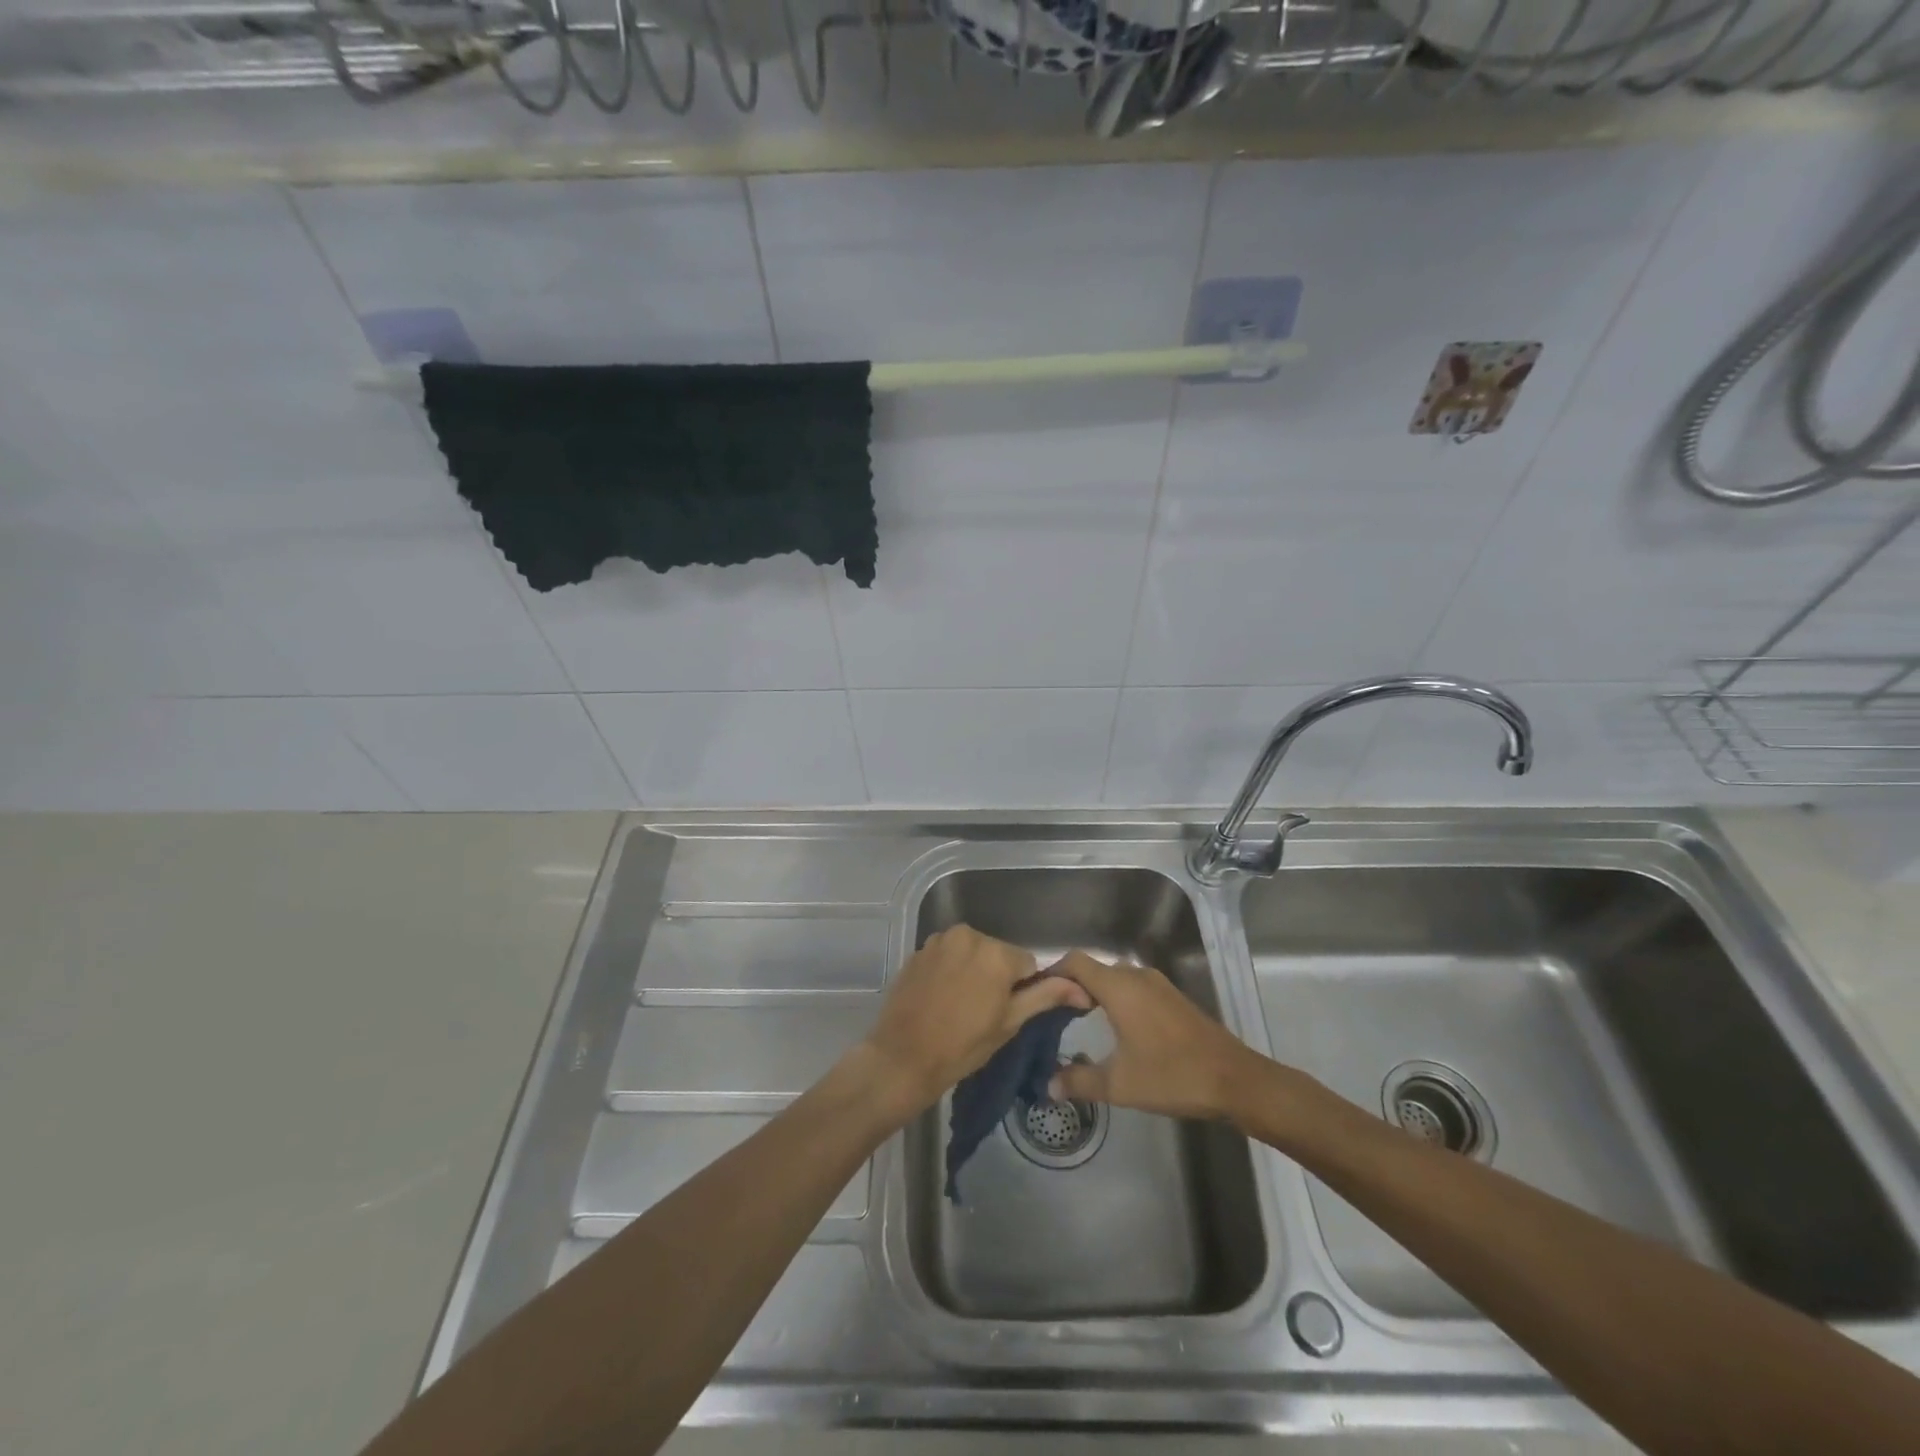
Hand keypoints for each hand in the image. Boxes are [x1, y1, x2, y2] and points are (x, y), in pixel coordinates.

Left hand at [861, 925, 1090, 1115]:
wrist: (902, 1057)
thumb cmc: (962, 1046)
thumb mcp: (1009, 1023)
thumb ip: (1045, 996)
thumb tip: (1081, 988)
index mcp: (996, 952)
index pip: (1027, 963)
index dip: (1021, 988)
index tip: (1004, 1012)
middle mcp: (969, 934)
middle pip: (998, 953)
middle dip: (997, 976)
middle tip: (982, 1012)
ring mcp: (940, 940)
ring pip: (972, 952)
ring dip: (973, 970)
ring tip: (960, 1005)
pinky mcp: (920, 949)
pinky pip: (948, 954)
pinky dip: (950, 969)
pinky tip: (941, 997)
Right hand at [1046, 951, 1262, 1120]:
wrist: (1235, 1080)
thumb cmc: (1172, 1076)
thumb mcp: (1120, 1084)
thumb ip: (1079, 1081)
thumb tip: (1047, 1086)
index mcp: (1119, 987)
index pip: (1075, 962)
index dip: (1052, 972)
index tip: (1037, 994)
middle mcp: (1137, 976)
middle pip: (1094, 969)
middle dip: (1071, 986)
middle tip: (1052, 1013)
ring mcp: (1158, 985)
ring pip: (1115, 978)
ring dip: (1096, 993)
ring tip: (1078, 1021)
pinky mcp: (1172, 998)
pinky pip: (1133, 988)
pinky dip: (1116, 999)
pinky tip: (1115, 1028)